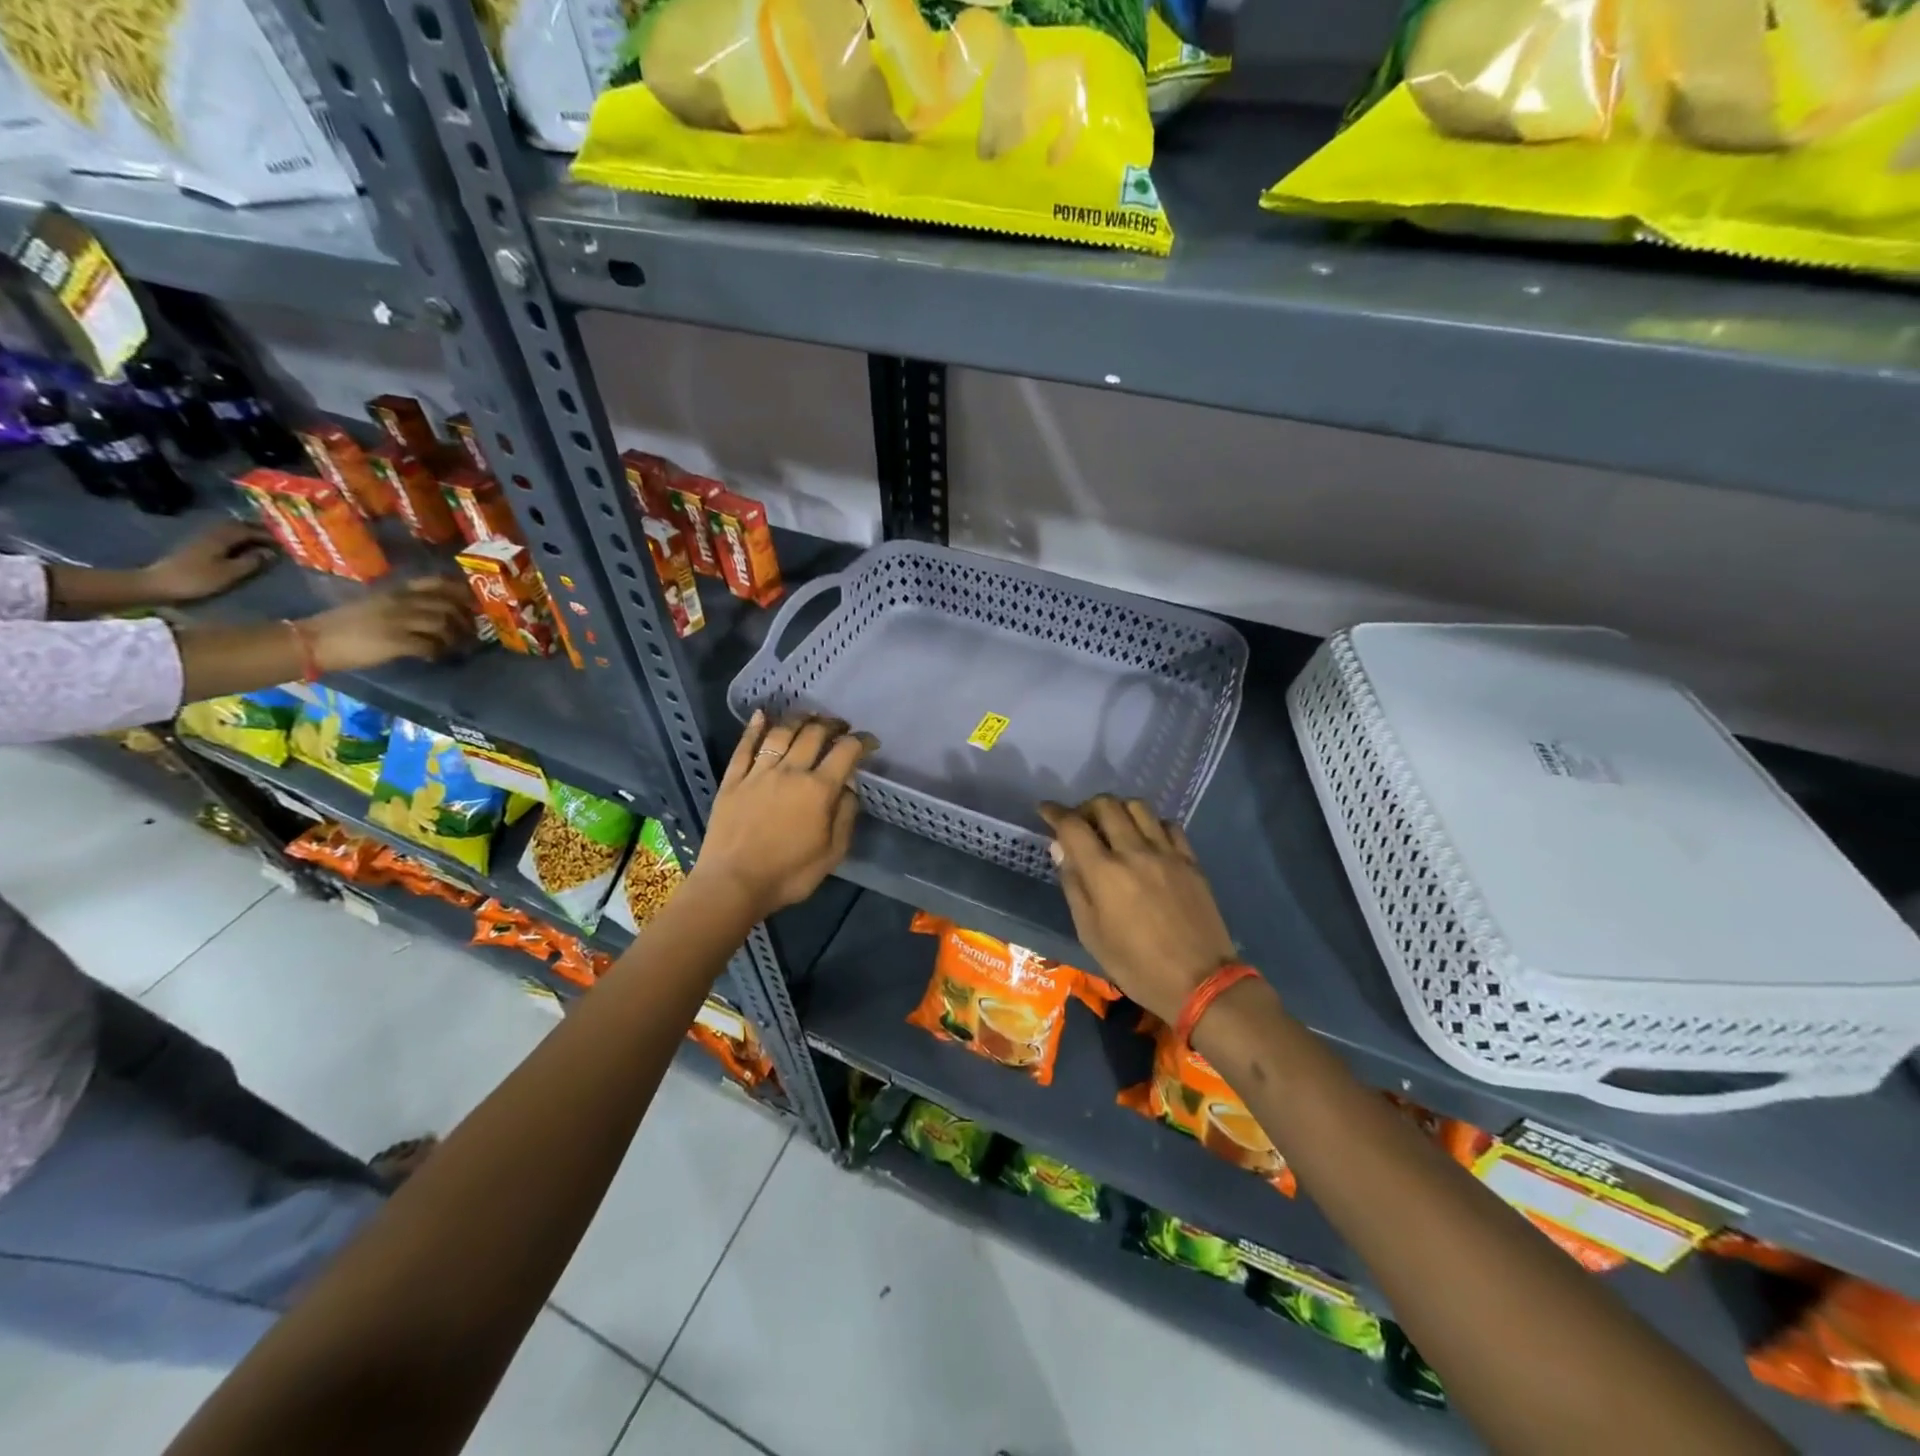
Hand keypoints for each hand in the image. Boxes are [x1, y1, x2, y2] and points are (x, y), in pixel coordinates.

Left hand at [142, 521, 276, 603]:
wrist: (157, 584)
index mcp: (220, 538)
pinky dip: (235, 538)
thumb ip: (251, 562)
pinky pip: (221, 536)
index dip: (268, 535)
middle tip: (275, 538)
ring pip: (228, 530)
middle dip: (256, 530)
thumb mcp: (229, 573)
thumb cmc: (196, 580)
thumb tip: (270, 553)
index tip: (286, 541)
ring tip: (261, 541)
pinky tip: (240, 546)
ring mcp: (201, 539)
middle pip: (236, 526)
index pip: (248, 531)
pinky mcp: (195, 547)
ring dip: (245, 533)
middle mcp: (211, 534)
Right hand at [303, 578, 475, 672]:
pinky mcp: (395, 641)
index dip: (460, 592)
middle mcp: (399, 602)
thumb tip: (436, 614)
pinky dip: (437, 653)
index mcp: (395, 592)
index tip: (473, 603)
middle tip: (470, 632)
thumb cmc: (345, 624)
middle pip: (446, 605)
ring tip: (454, 648)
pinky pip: (429, 646)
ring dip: (454, 638)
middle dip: (465, 620)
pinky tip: (433, 657)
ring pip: (442, 624)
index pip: (435, 583)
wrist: (314, 640)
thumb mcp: (377, 605)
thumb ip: (405, 605)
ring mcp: (398, 621)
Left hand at [692, 711, 872, 919]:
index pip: (846, 752)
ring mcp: (759, 773)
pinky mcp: (733, 780)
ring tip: (809, 716)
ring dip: (799, 719)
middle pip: (814, 734)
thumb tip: (849, 787)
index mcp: (819, 789)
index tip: (870, 741)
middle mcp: (791, 771)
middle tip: (840, 726)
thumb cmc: (789, 874)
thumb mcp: (832, 853)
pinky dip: (754, 728)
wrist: (733, 884)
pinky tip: (762, 715)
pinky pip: (744, 747)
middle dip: (832, 725)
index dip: (862, 741)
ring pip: (781, 733)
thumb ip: (845, 815)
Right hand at [1039, 797, 1238, 1025]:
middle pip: (1106, 805)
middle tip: (1080, 822)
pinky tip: (1147, 840)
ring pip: (1138, 806)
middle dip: (1086, 807)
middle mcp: (1134, 852)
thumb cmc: (1136, 966)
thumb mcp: (1091, 934)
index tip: (1045, 810)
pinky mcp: (1190, 860)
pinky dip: (1150, 824)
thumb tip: (1060, 848)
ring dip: (1119, 809)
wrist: (1200, 982)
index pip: (1072, 826)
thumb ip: (1074, 886)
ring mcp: (1167, 853)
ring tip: (1113, 827)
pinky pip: (1167, 825)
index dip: (1054, 812)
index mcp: (1104, 873)